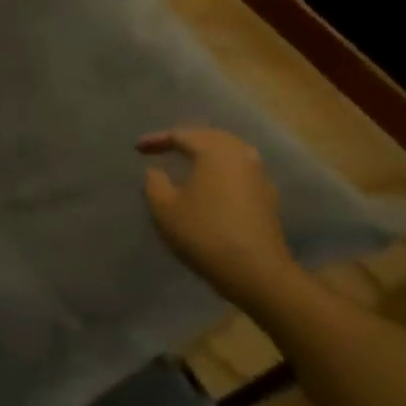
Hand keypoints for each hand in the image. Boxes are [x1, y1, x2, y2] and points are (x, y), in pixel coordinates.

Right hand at [139, 127, 299, 308]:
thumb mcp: (164, 208)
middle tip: (164, 147)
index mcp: (215, 151)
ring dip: (207, 152)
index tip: (138, 148)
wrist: (255, 270)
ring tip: (188, 161)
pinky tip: (212, 183)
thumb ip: (154, 183)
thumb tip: (156, 171)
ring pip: (230, 152)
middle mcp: (240, 155)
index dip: (157, 140)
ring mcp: (258, 175)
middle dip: (186, 139)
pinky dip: (222, 170)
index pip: (182, 135)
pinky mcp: (267, 196)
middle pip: (210, 137)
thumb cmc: (204, 233)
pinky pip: (240, 170)